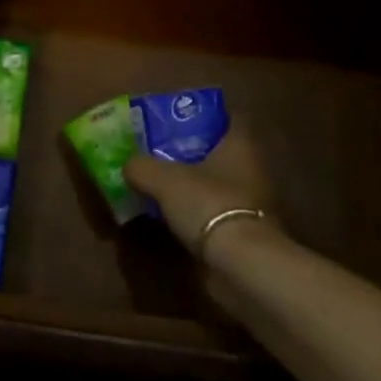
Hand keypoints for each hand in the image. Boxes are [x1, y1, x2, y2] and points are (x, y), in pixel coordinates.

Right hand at [123, 122, 275, 259]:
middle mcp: (251, 169)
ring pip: (216, 184)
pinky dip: (197, 215)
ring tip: (160, 185)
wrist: (241, 265)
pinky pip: (215, 214)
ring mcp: (251, 204)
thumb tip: (129, 165)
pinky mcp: (244, 234)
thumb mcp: (164, 179)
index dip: (202, 115)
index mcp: (239, 144)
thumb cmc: (208, 204)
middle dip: (192, 152)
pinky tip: (172, 217)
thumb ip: (142, 166)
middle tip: (159, 151)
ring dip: (194, 186)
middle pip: (218, 152)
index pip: (226, 118)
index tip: (176, 118)